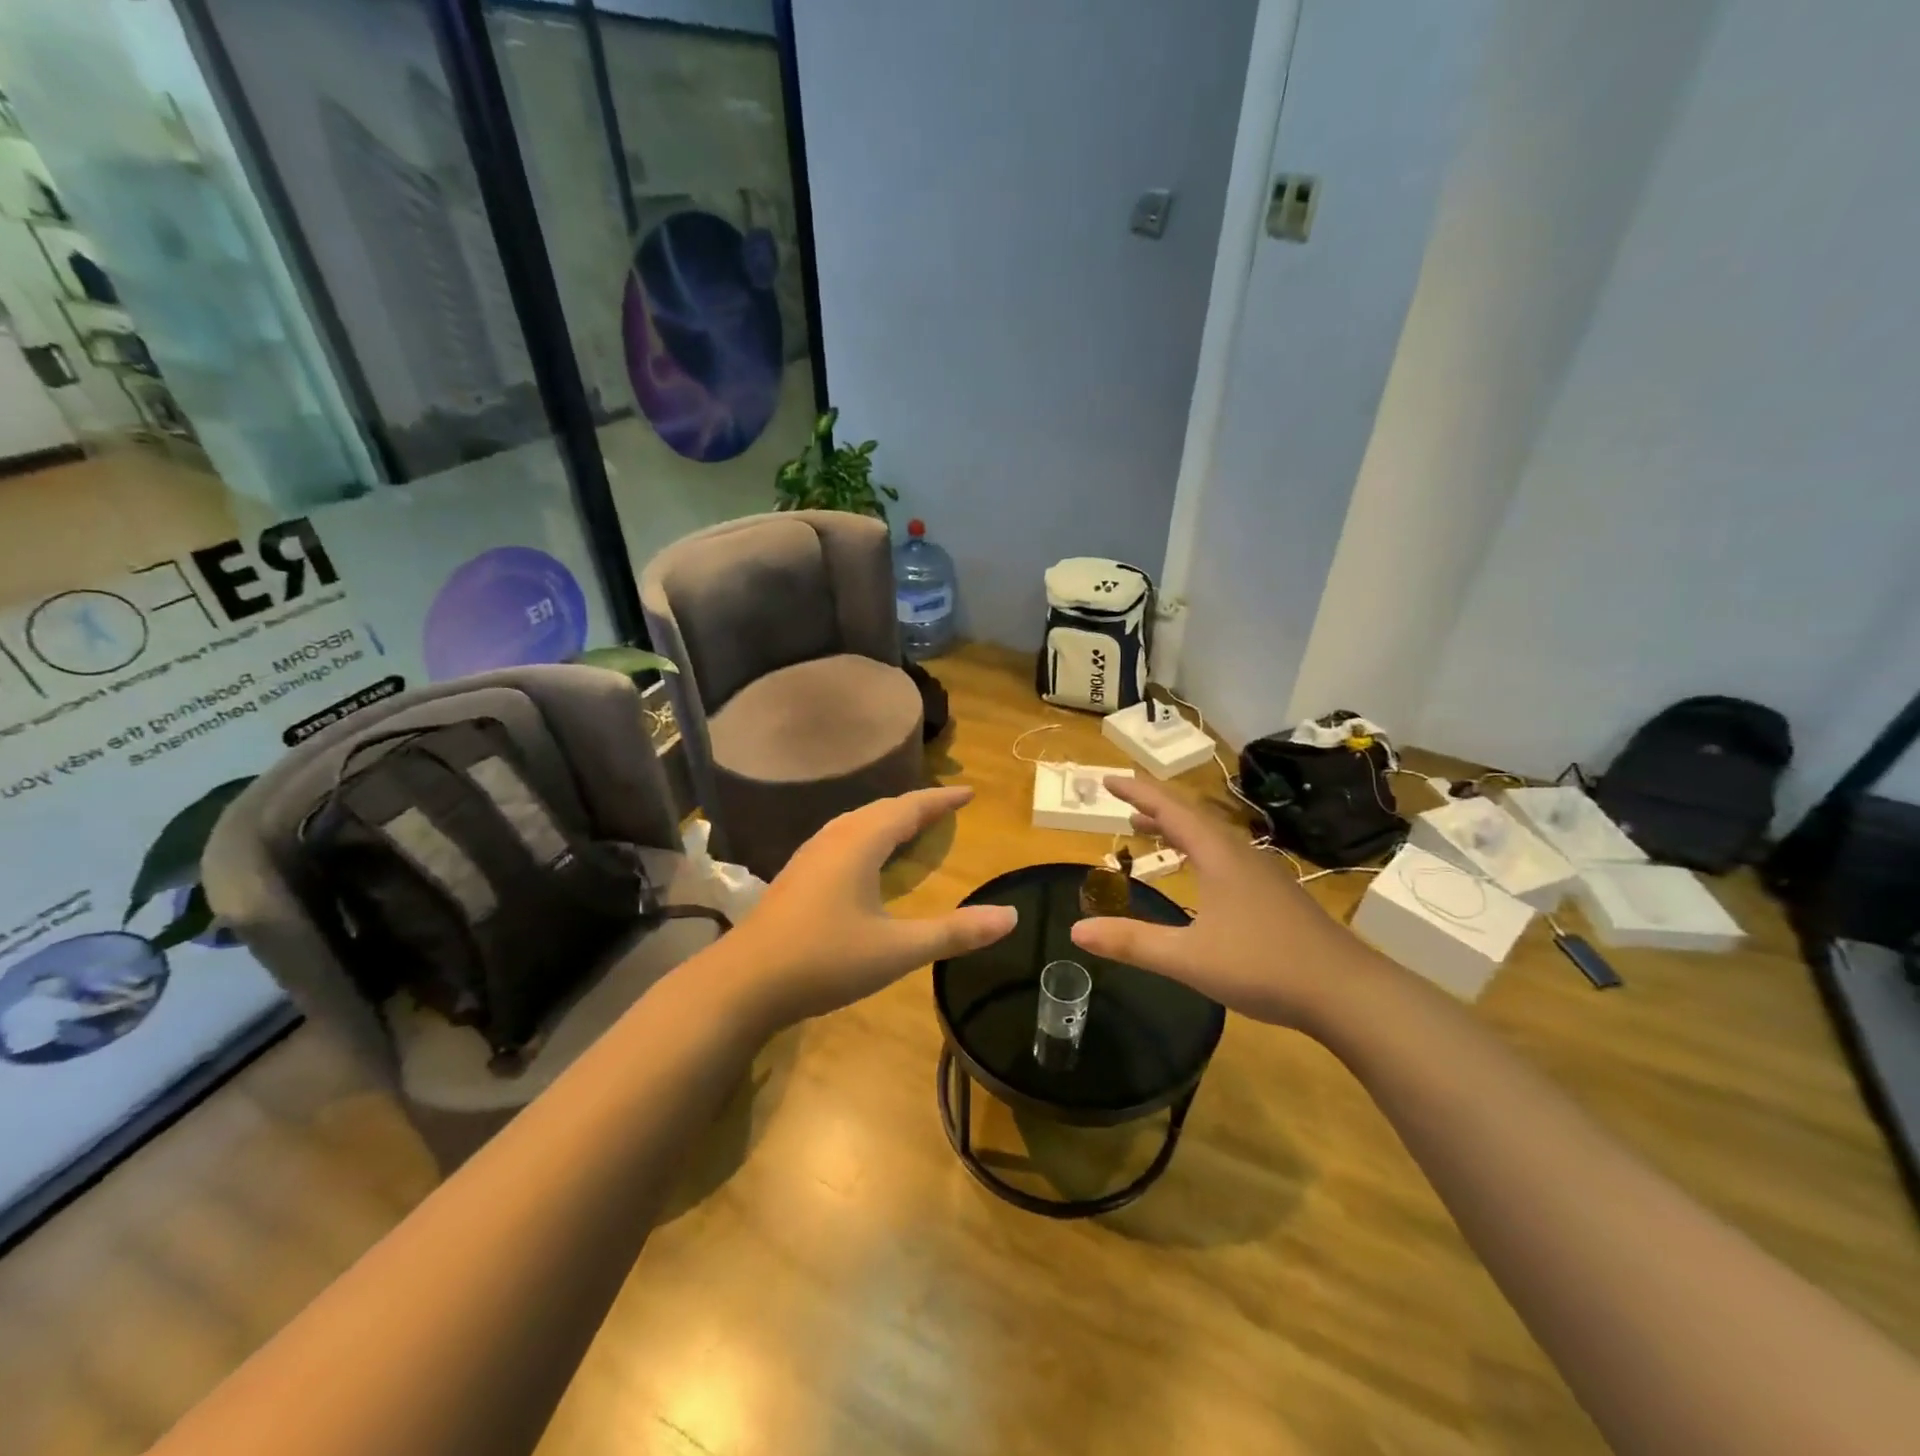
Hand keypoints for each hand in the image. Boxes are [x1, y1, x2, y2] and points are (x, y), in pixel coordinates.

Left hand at [723, 785, 1016, 1030]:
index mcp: (860, 843)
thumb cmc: (824, 960)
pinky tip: (865, 858)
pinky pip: (842, 838)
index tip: (968, 793)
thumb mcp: (896, 950)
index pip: (909, 808)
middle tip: (946, 807)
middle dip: (916, 806)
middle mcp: (834, 839)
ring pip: (857, 822)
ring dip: (888, 818)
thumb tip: (1010, 916)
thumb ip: (954, 933)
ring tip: (911, 825)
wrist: (743, 983)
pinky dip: (867, 835)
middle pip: (882, 809)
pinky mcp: (796, 876)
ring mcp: (810, 856)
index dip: (941, 800)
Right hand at [1069, 775, 1382, 1029]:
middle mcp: (1240, 854)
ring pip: (1211, 838)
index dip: (1137, 792)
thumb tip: (1076, 930)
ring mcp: (1263, 873)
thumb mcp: (1188, 958)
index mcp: (1218, 855)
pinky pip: (1225, 857)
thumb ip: (1132, 942)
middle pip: (1191, 817)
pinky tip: (1199, 877)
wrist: (1347, 991)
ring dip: (1177, 830)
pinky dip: (1197, 852)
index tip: (1109, 780)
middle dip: (1154, 810)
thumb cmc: (1263, 966)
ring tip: (1150, 834)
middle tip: (1123, 808)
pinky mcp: (1276, 894)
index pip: (1169, 810)